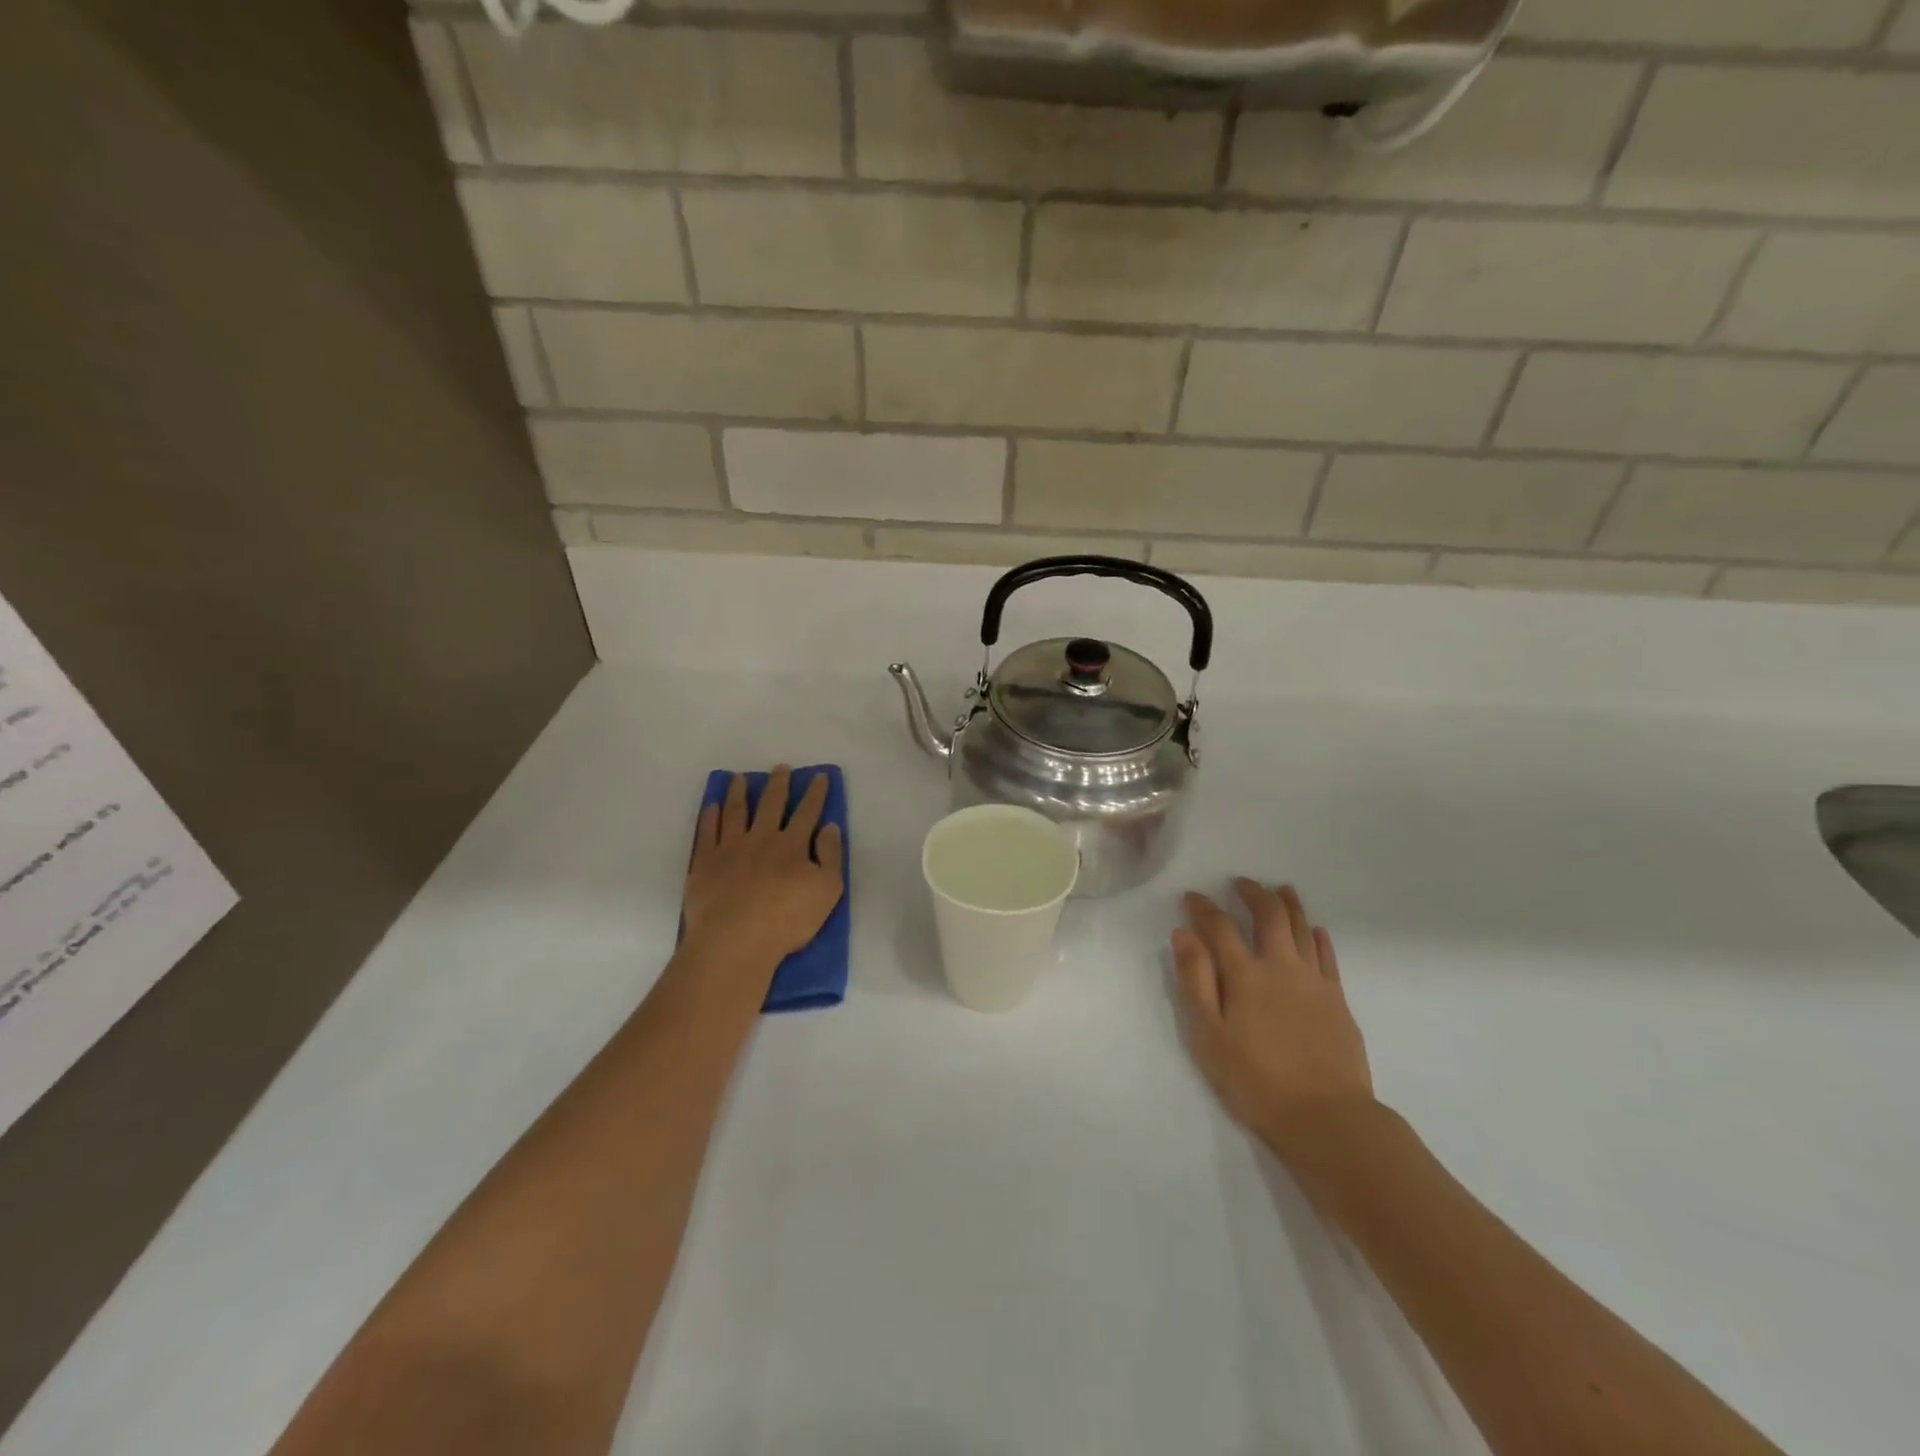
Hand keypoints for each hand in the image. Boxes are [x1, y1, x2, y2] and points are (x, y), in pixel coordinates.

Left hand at [683, 766, 845, 972]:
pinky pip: (707, 832)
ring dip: (738, 792)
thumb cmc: (787, 920)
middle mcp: (761, 839)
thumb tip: (829, 826)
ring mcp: (730, 848)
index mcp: (792, 845)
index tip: (819, 776)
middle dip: (778, 784)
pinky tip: (712, 806)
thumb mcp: (827, 891)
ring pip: (735, 812)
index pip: (807, 812)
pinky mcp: (705, 863)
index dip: (815, 793)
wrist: (735, 941)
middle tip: (780, 768)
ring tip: (738, 778)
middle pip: (771, 805)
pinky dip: (710, 817)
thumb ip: (831, 856)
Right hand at [1172, 880, 1373, 1154]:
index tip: (1192, 896)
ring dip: (1289, 904)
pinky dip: (1319, 937)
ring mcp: (1314, 981)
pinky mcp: (1337, 999)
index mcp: (1245, 974)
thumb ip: (1195, 981)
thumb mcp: (1208, 1035)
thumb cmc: (1255, 1080)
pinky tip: (1315, 930)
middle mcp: (1281, 966)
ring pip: (1302, 928)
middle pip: (1269, 915)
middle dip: (1253, 893)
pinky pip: (1328, 956)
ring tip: (1281, 889)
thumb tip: (1183, 934)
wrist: (1326, 1117)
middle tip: (1241, 882)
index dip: (1203, 907)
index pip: (1220, 926)